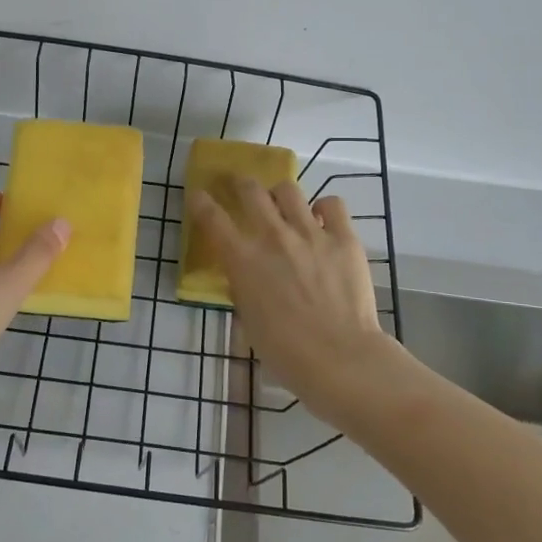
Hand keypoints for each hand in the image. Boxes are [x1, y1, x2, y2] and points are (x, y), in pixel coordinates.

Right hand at [187, 178, 388, 411]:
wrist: (339, 358)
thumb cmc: (285, 351)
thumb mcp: (249, 320)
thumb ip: (243, 289)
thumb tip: (244, 275)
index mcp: (243, 259)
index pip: (211, 217)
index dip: (200, 202)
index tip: (198, 195)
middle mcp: (272, 236)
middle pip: (250, 190)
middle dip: (240, 184)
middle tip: (240, 186)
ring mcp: (310, 233)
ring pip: (288, 190)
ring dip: (280, 195)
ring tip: (284, 205)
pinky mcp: (343, 237)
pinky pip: (333, 204)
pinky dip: (324, 208)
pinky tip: (323, 219)